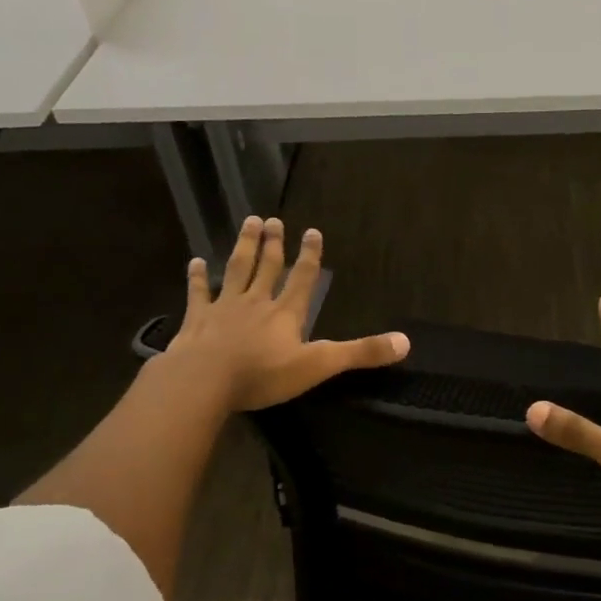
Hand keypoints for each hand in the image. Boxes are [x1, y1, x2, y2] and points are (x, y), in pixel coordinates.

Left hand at [164, 216, 408, 410]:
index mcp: (286, 313)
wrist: (204, 381)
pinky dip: (197, 277)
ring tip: (249, 223)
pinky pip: (198, 294)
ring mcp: (224, 308)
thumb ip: (360, 353)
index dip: (310, 256)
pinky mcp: (196, 320)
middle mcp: (256, 302)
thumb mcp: (318, 366)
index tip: (312, 230)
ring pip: (236, 271)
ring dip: (244, 247)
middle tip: (272, 219)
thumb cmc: (263, 374)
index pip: (303, 278)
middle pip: (267, 267)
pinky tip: (195, 262)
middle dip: (273, 244)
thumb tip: (406, 342)